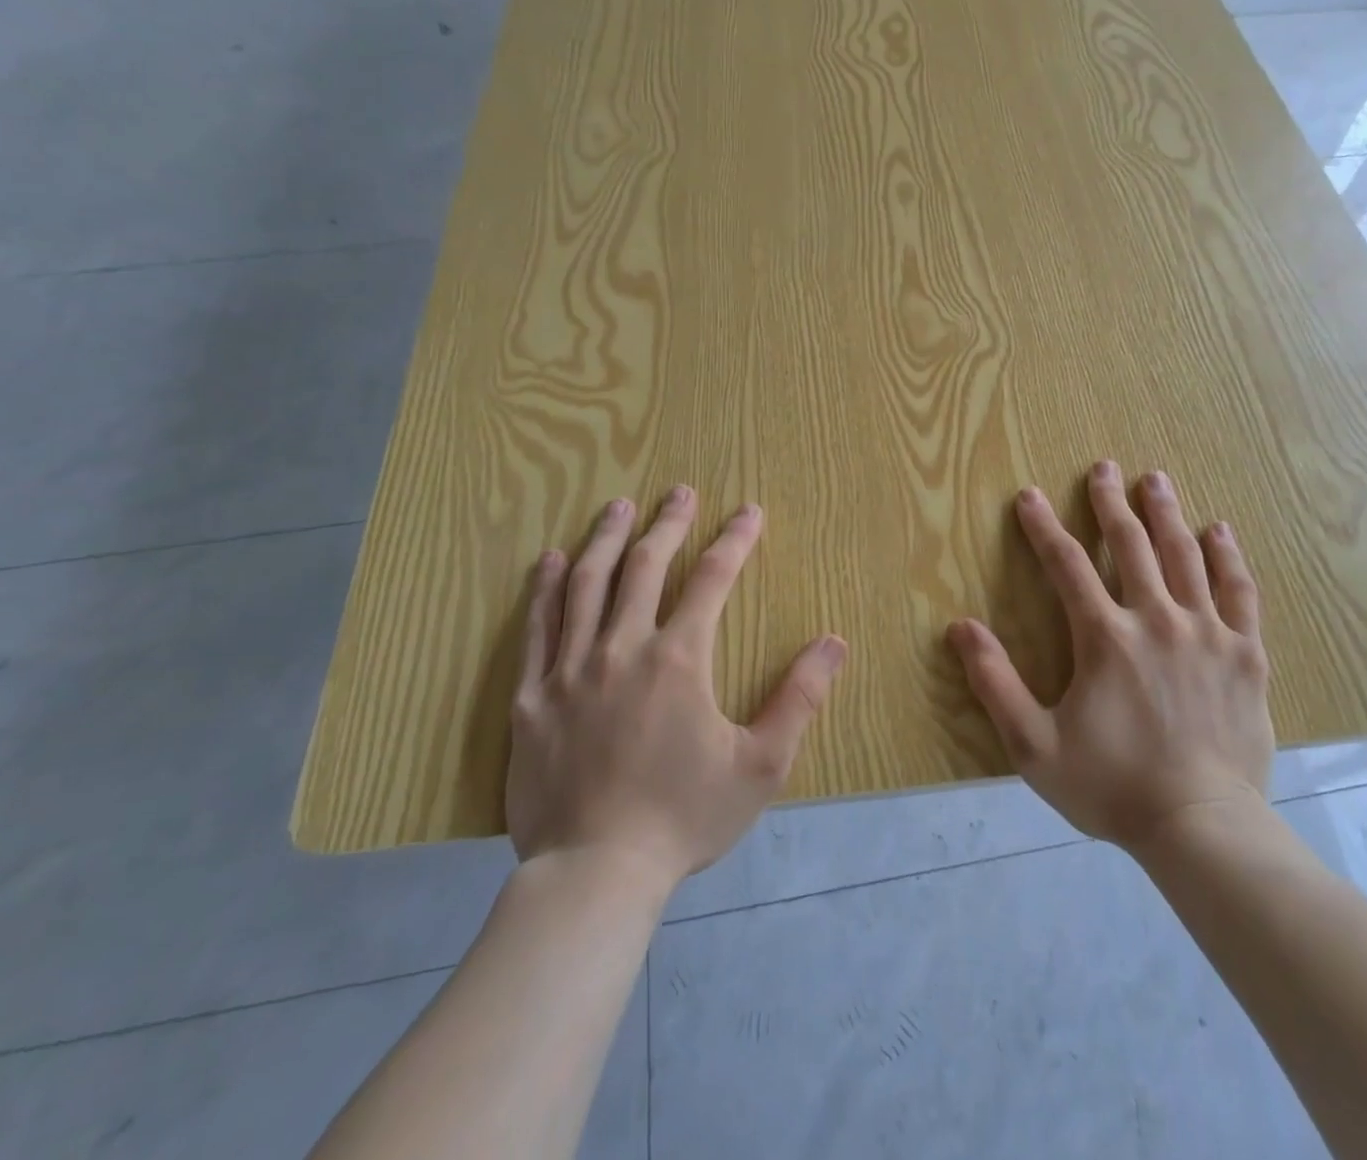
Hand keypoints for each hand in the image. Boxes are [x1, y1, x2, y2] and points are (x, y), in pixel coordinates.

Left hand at [506, 487, 846, 886]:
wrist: (594, 875)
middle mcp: (622, 648)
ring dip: (606, 538)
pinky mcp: (532, 697)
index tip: (749, 511)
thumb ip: (799, 698)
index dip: (735, 539)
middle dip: (668, 523)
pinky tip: (552, 561)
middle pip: (645, 565)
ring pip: (587, 584)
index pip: (712, 578)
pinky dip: (545, 588)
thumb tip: (834, 642)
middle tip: (680, 491)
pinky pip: (537, 628)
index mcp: (679, 659)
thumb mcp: (760, 765)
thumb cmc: (684, 818)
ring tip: (618, 505)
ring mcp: (570, 670)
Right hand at [948, 461, 1273, 850]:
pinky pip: (1238, 592)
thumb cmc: (1112, 786)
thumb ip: (995, 682)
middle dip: (1111, 502)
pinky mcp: (1244, 654)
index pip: (1067, 564)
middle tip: (1103, 467)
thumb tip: (959, 627)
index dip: (1044, 526)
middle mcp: (1157, 619)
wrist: (1202, 827)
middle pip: (1131, 544)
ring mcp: (1207, 633)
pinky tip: (1220, 531)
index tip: (1030, 495)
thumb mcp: (1034, 744)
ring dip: (1166, 514)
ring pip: (1185, 556)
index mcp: (1105, 637)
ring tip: (1156, 480)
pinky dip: (1227, 558)